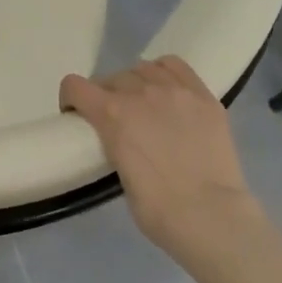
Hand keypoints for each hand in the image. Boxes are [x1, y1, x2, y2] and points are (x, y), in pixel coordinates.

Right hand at [60, 57, 263, 263]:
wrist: (210, 215)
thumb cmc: (158, 209)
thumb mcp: (120, 175)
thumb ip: (116, 145)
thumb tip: (124, 142)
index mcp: (112, 114)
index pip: (75, 86)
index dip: (71, 99)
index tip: (77, 115)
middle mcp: (141, 92)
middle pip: (111, 78)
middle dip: (105, 95)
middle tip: (115, 119)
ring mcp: (176, 91)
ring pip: (144, 68)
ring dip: (135, 82)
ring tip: (144, 103)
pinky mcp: (204, 97)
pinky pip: (176, 67)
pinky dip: (164, 73)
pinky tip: (168, 91)